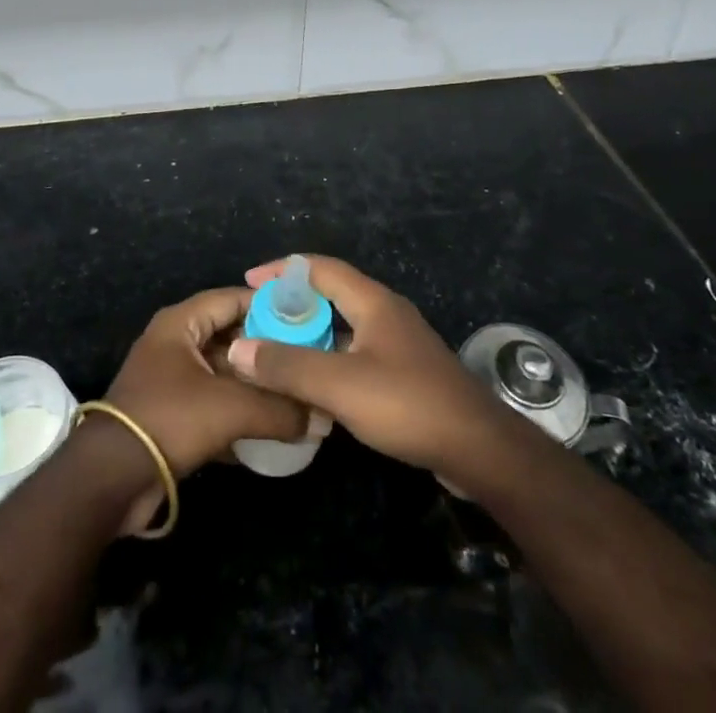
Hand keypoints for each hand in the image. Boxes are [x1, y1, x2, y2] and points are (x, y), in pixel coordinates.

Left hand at [101, 287, 309, 528]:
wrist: (111, 479)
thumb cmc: (170, 419)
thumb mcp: (231, 409)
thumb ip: (280, 409)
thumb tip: (322, 418)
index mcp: (181, 323)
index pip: (233, 298)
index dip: (269, 305)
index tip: (306, 318)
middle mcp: (175, 343)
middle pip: (231, 336)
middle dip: (267, 350)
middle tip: (308, 359)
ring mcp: (172, 380)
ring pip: (224, 373)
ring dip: (256, 385)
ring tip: (297, 394)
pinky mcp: (172, 415)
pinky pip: (214, 404)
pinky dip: (240, 413)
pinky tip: (272, 428)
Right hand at [227, 256, 517, 486]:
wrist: (478, 448)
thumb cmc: (407, 404)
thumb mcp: (340, 385)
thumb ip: (288, 366)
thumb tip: (238, 348)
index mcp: (372, 301)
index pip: (319, 268)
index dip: (283, 270)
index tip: (249, 281)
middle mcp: (385, 312)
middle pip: (331, 295)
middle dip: (293, 304)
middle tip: (258, 322)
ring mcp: (398, 343)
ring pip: (344, 327)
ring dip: (311, 335)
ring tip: (277, 353)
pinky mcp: (405, 372)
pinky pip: (357, 353)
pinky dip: (330, 360)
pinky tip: (314, 388)